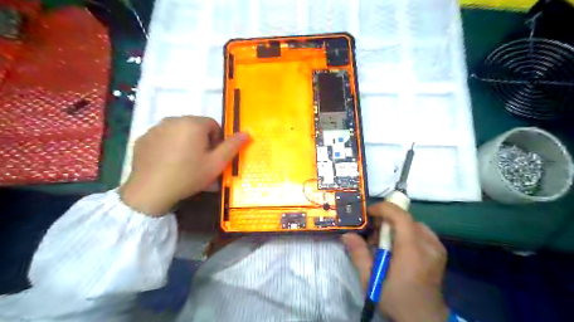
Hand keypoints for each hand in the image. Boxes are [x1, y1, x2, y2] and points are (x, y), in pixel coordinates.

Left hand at [120, 116, 247, 215]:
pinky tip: (167, 163)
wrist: (151, 191)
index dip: (216, 142)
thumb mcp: (217, 163)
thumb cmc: (189, 175)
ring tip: (182, 163)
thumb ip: (233, 146)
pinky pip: (162, 138)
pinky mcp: (143, 138)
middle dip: (201, 141)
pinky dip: (168, 146)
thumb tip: (247, 132)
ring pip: (179, 132)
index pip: (213, 125)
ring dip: (185, 143)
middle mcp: (173, 120)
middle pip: (195, 127)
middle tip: (199, 162)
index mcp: (193, 123)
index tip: (212, 158)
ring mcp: (155, 128)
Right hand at [339, 203, 448, 320]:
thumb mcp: (370, 280)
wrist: (423, 319)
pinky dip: (407, 233)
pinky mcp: (440, 251)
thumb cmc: (395, 299)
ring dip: (396, 227)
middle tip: (374, 235)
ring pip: (412, 223)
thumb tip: (347, 235)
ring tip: (386, 243)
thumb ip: (359, 254)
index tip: (369, 213)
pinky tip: (400, 247)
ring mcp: (437, 248)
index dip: (383, 208)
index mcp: (411, 251)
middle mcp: (428, 245)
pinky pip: (421, 231)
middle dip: (386, 221)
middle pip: (405, 218)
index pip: (400, 216)